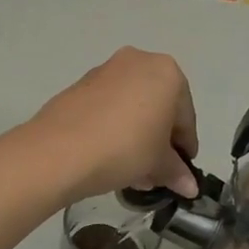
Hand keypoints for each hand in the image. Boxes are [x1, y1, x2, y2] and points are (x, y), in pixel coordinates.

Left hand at [30, 49, 199, 200]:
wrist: (59, 150)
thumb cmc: (124, 148)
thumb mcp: (157, 163)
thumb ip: (176, 171)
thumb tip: (189, 186)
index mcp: (166, 72)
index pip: (185, 115)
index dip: (185, 146)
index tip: (182, 170)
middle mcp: (137, 61)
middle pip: (158, 107)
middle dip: (159, 141)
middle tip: (156, 173)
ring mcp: (105, 71)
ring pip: (132, 107)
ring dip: (137, 136)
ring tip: (133, 172)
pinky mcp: (79, 85)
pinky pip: (108, 107)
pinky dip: (114, 128)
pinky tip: (110, 156)